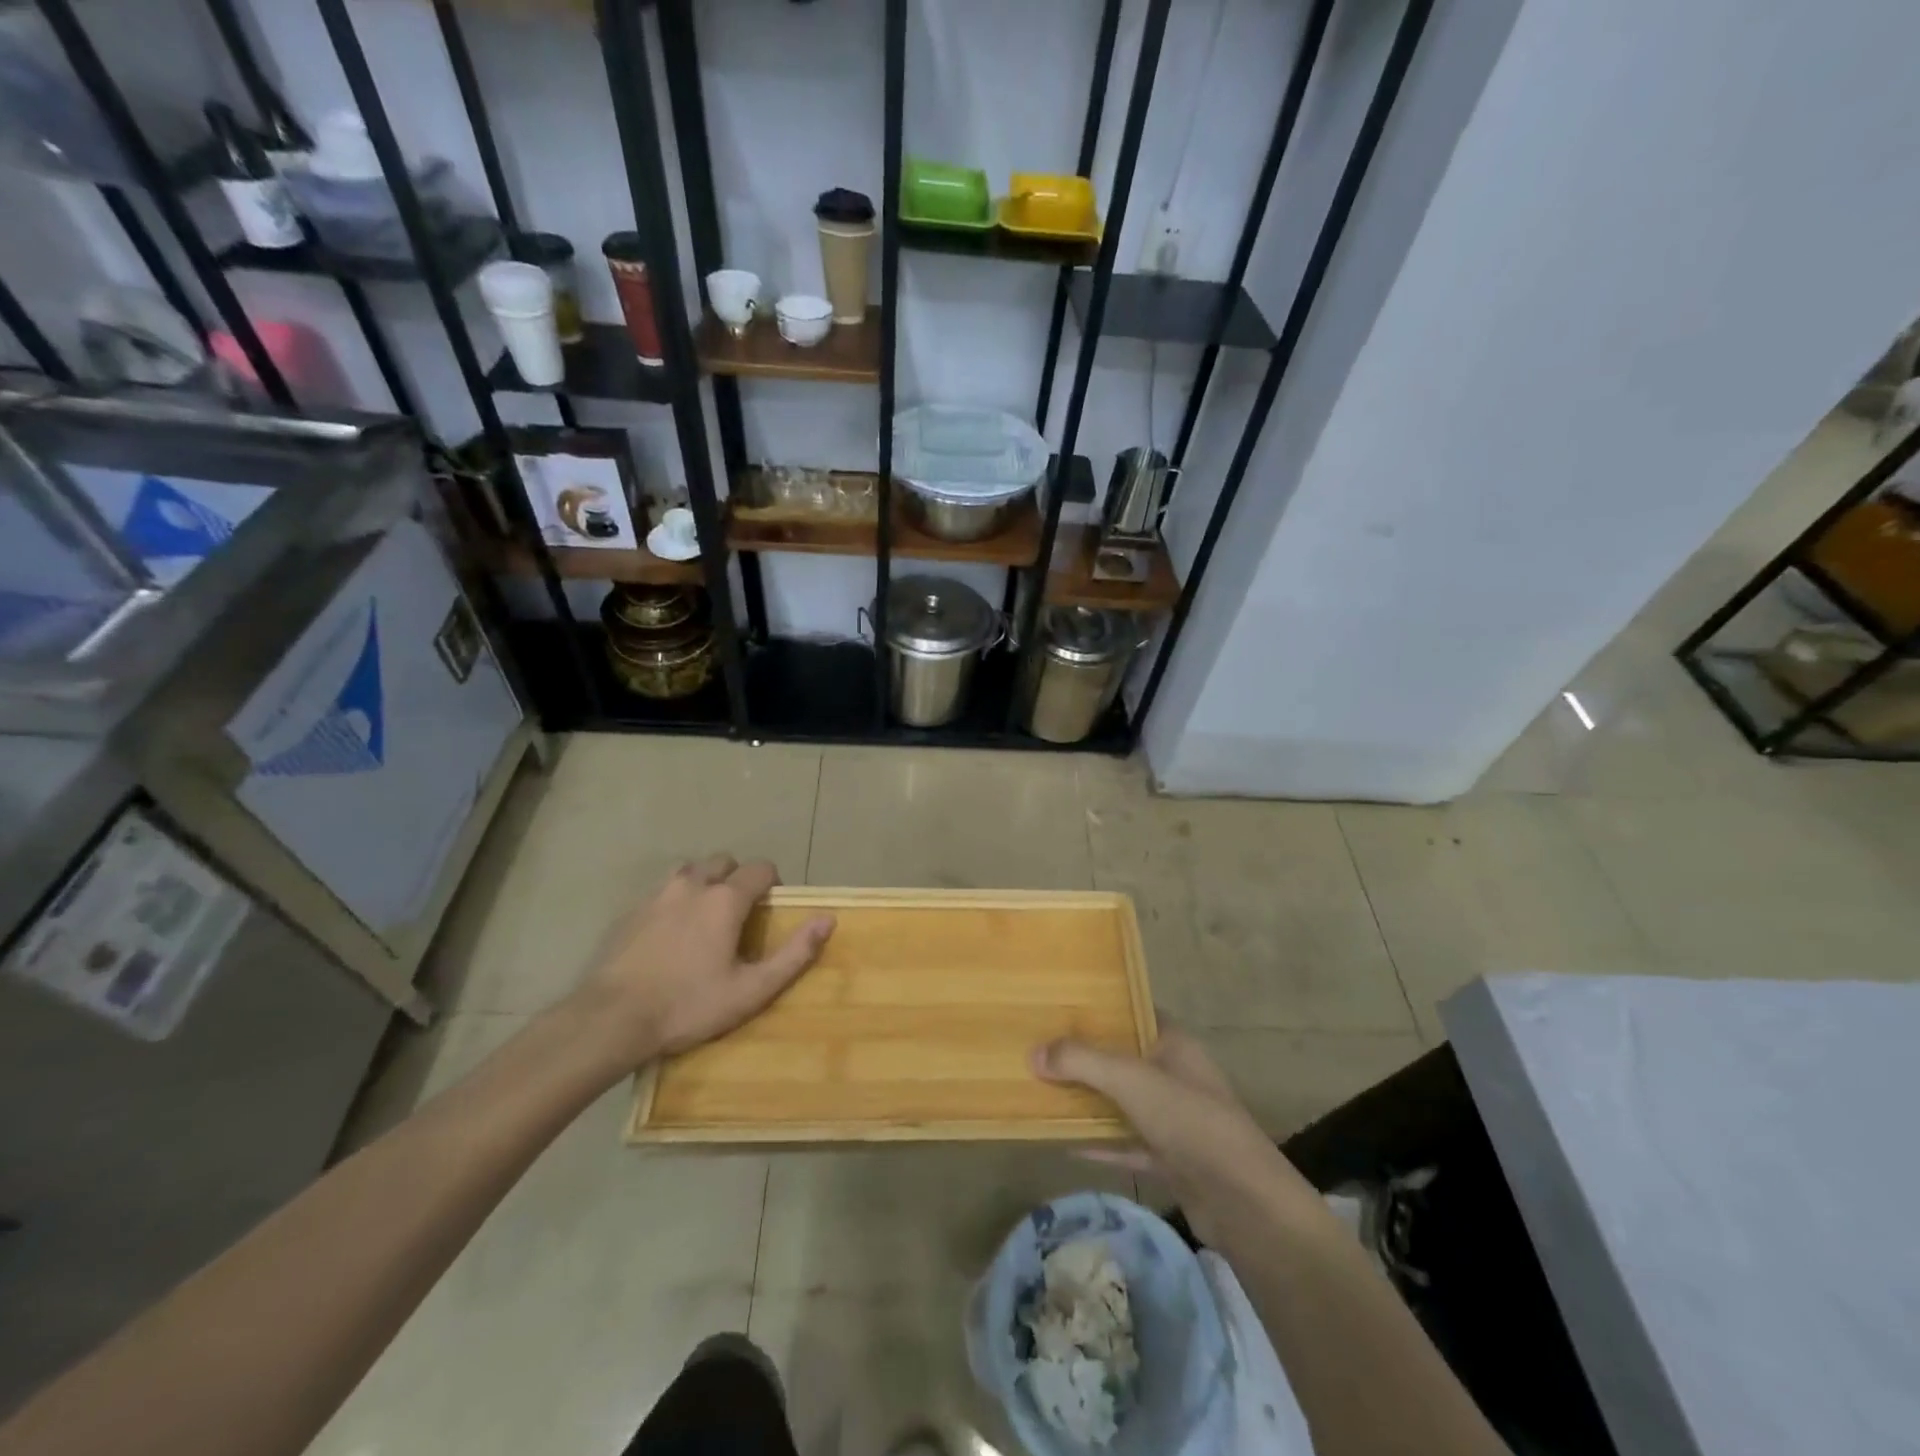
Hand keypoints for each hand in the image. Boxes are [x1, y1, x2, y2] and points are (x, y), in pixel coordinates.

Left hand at [569, 855, 832, 1070]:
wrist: (611, 1019)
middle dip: (737, 878)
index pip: (760, 868)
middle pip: (723, 862)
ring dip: (703, 883)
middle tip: (738, 915)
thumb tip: (828, 919)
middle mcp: (692, 884)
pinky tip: (670, 935)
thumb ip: (794, 953)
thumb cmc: (688, 1005)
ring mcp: (656, 895)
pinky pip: (661, 892)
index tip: (771, 910)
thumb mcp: (751, 989)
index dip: (772, 884)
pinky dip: (674, 901)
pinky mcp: (630, 911)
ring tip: (704, 918)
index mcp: (725, 899)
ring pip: (689, 871)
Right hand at [1032, 1026, 1309, 1245]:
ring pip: (1123, 1101)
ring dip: (1089, 1099)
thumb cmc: (1190, 1122)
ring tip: (1043, 1089)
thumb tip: (1033, 1053)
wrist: (1246, 1204)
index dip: (1101, 1007)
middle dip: (1085, 1055)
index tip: (1059, 1004)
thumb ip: (1082, 1062)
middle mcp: (1175, 1075)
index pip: (1133, 1012)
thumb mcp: (1131, 1080)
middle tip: (1040, 1046)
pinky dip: (1100, 1143)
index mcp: (1173, 1044)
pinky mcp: (1171, 1159)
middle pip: (1123, 1057)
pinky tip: (1066, 1143)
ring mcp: (1174, 1119)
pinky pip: (1127, 1143)